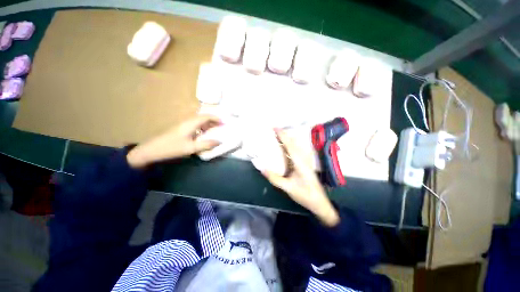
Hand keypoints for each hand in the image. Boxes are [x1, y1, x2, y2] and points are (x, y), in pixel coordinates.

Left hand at [127, 115, 220, 167]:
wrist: (151, 150)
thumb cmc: (172, 148)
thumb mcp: (191, 148)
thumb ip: (206, 144)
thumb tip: (219, 142)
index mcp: (190, 124)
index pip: (206, 117)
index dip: (216, 118)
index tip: (224, 123)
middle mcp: (187, 121)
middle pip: (203, 117)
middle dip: (213, 120)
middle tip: (221, 126)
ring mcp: (183, 124)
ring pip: (198, 121)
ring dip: (207, 124)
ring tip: (214, 130)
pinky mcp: (180, 128)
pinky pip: (195, 125)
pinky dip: (202, 127)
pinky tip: (203, 134)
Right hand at [262, 130, 339, 226]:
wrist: (319, 202)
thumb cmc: (305, 195)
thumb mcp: (288, 188)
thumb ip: (275, 178)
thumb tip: (261, 168)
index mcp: (300, 162)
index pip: (290, 145)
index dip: (283, 135)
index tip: (275, 128)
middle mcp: (303, 158)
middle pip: (293, 142)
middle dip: (284, 135)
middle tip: (273, 130)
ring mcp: (305, 161)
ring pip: (296, 146)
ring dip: (287, 139)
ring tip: (277, 136)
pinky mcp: (305, 164)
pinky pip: (296, 151)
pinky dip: (289, 146)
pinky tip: (284, 147)